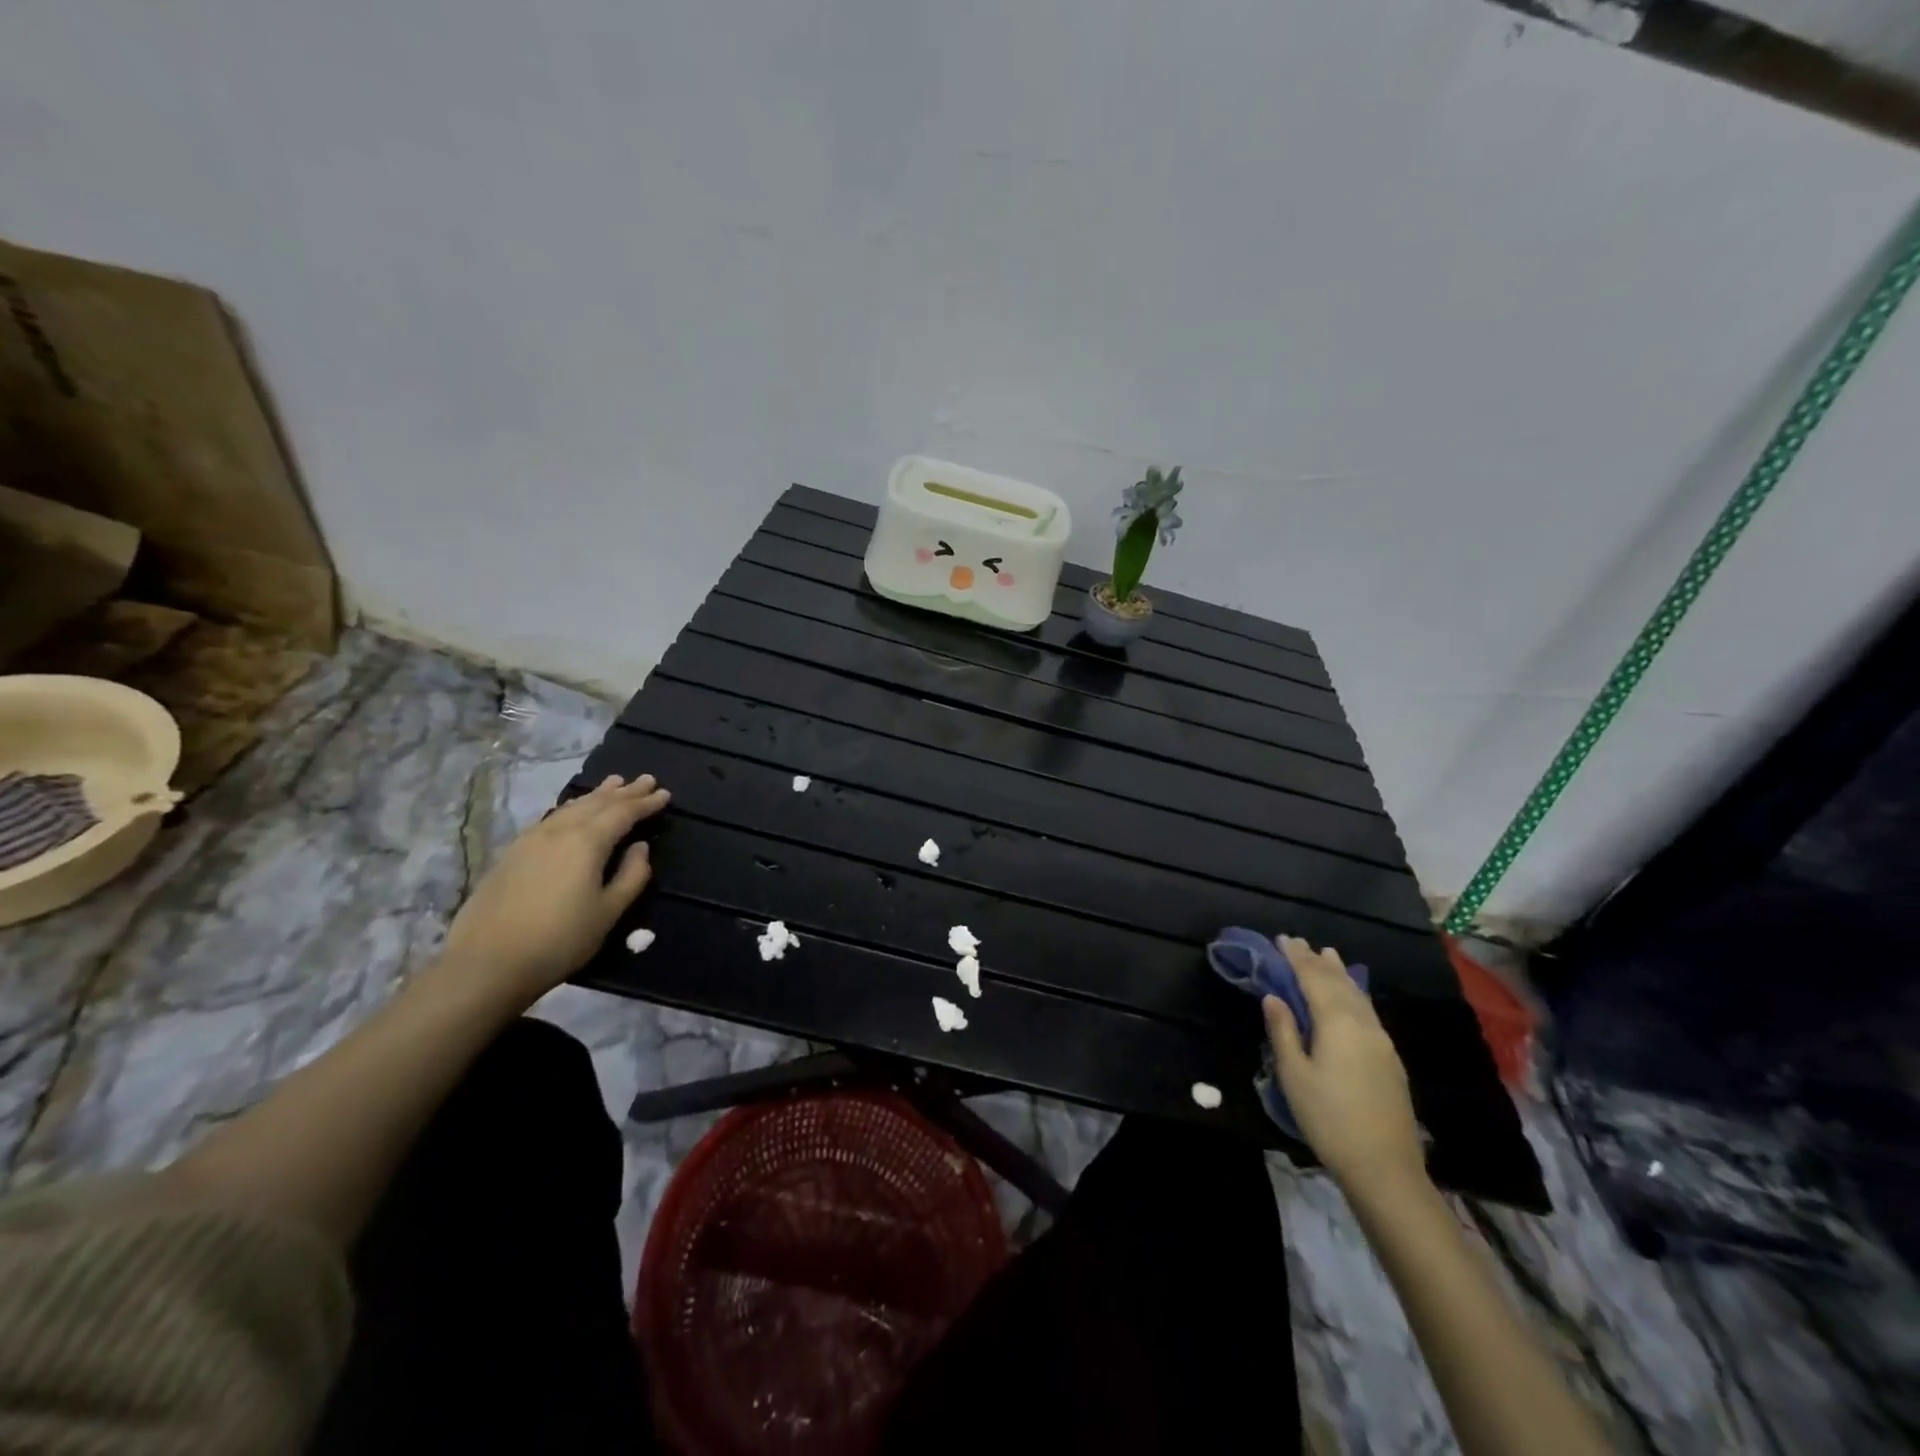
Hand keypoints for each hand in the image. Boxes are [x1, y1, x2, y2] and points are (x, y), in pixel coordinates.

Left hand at [433, 773, 670, 1011]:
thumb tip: (640, 847)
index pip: (623, 812)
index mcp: (587, 842)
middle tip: (646, 779)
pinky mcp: (512, 853)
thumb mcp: (609, 912)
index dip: (646, 803)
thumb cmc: (560, 939)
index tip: (665, 794)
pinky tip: (572, 812)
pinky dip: (571, 808)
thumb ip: (632, 875)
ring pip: (571, 807)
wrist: (486, 963)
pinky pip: (552, 818)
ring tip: (613, 784)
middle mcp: (559, 831)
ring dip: (596, 795)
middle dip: (624, 792)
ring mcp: (531, 840)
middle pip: (597, 803)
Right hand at [1264, 935, 1426, 1198]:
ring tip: (1329, 956)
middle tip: (1300, 943)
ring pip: (1358, 996)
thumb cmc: (1329, 1119)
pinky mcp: (1390, 1059)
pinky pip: (1368, 1011)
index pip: (1314, 979)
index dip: (1297, 958)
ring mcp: (1381, 1041)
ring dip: (1340, 974)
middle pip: (1339, 983)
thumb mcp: (1294, 1075)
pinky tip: (1351, 996)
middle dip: (1317, 962)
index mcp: (1337, 1023)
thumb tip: (1274, 997)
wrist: (1384, 1168)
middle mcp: (1363, 1024)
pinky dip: (1353, 993)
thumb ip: (1284, 1032)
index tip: (1283, 939)